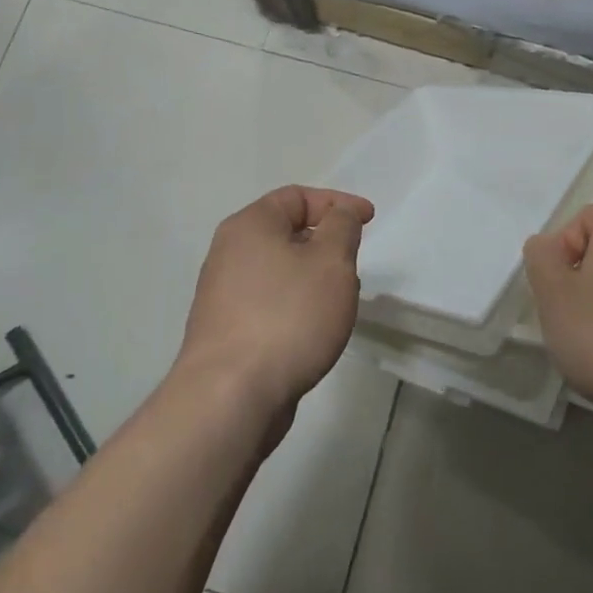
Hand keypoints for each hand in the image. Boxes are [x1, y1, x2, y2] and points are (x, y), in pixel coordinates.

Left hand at [175, 186, 374, 422]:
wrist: (230, 396)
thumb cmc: (288, 316)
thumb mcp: (332, 261)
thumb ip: (342, 227)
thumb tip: (339, 216)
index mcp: (249, 226)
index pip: (297, 196)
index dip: (337, 203)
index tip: (369, 220)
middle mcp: (229, 253)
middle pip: (286, 232)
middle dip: (326, 241)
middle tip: (354, 261)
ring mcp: (223, 295)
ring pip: (280, 270)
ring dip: (314, 276)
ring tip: (340, 299)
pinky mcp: (227, 331)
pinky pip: (270, 302)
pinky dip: (297, 304)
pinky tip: (315, 329)